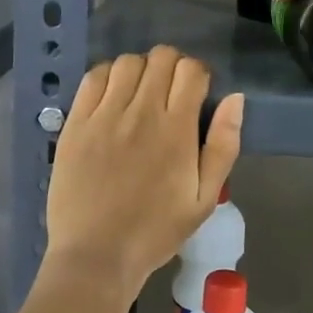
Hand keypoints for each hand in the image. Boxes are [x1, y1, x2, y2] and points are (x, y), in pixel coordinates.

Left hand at [45, 45, 244, 296]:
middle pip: (161, 57)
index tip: (196, 94)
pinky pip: (93, 78)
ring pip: (127, 62)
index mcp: (177, 130)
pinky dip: (108, 76)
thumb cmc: (156, 231)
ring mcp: (104, 115)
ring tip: (141, 94)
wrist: (97, 255)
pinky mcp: (76, 123)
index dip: (199, 74)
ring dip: (141, 69)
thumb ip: (224, 146)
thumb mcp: (205, 198)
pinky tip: (113, 97)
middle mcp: (141, 112)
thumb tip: (235, 99)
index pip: (192, 70)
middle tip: (170, 93)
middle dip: (173, 67)